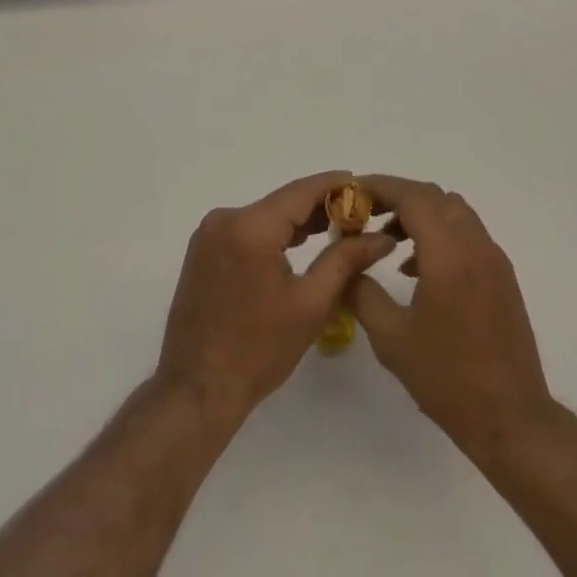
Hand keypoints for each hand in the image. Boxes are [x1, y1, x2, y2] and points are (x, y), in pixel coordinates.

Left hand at [156, 170, 395, 428]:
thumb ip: (345, 260)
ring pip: (264, 215)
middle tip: (356, 215)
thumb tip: (381, 237)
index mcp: (250, 227)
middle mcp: (225, 218)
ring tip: (334, 229)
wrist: (196, 392)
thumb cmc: (257, 352)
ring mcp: (209, 233)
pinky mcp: (203, 249)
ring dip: (296, 222)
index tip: (363, 184)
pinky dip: (272, 234)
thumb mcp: (310, 305)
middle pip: (282, 202)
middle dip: (319, 207)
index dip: (334, 185)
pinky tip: (295, 246)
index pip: (301, 191)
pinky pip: (246, 229)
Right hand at [347, 175, 556, 460]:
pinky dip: (440, 232)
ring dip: (421, 213)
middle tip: (367, 213)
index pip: (412, 196)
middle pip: (433, 196)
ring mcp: (493, 258)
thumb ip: (362, 293)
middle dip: (398, 197)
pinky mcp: (502, 274)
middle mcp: (474, 244)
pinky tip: (419, 269)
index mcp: (448, 254)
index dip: (381, 187)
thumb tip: (344, 264)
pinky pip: (467, 232)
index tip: (355, 192)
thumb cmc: (448, 379)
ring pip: (453, 210)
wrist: (512, 420)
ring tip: (389, 240)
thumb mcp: (392, 339)